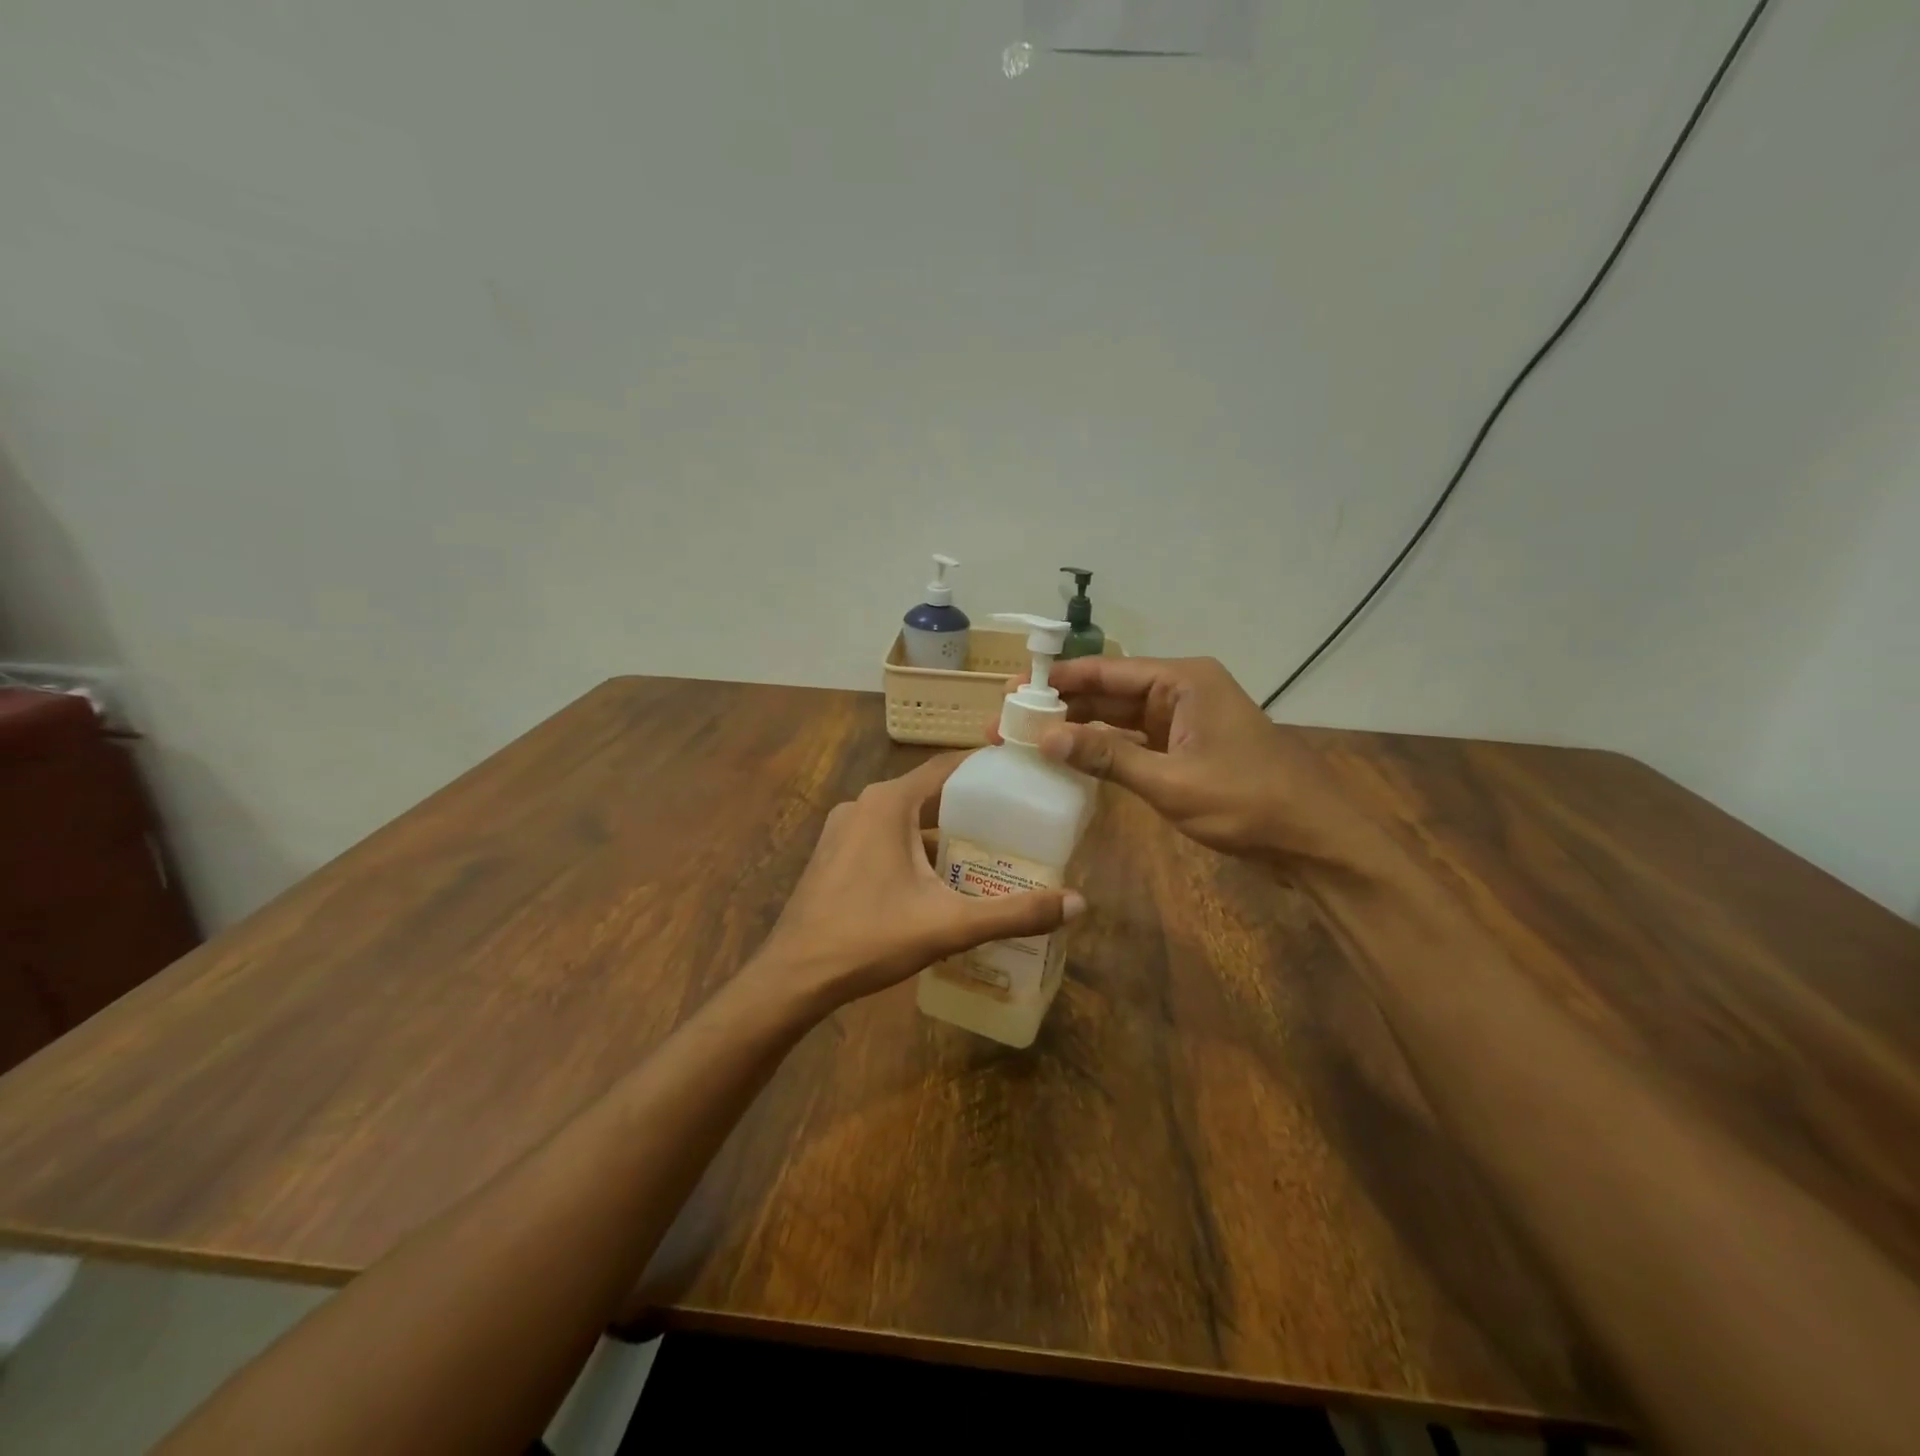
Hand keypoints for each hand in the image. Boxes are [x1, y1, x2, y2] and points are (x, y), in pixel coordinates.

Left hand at [750, 753, 1084, 1009]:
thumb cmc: (870, 937)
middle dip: (972, 808)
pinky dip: (914, 848)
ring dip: (942, 831)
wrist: (793, 976)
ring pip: (906, 818)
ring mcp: (844, 828)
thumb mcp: (949, 925)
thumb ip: (1014, 913)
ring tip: (987, 852)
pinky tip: (939, 880)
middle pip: (930, 793)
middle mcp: (864, 804)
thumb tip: (1079, 903)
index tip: (1025, 778)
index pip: (948, 767)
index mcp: (889, 802)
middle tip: (1017, 824)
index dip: (988, 769)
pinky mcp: (834, 853)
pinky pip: (885, 836)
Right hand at [1032, 655, 1379, 867]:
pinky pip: (1135, 742)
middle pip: (1110, 692)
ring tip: (1029, 739)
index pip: (1107, 671)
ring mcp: (1185, 721)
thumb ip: (1107, 758)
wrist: (1314, 839)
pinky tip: (1071, 759)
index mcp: (1183, 681)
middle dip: (1063, 706)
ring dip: (1080, 729)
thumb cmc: (1247, 802)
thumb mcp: (1171, 782)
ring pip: (1120, 719)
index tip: (1013, 691)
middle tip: (1010, 721)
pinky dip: (1105, 750)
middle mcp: (1182, 690)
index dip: (1058, 681)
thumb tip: (1046, 738)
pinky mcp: (1187, 749)